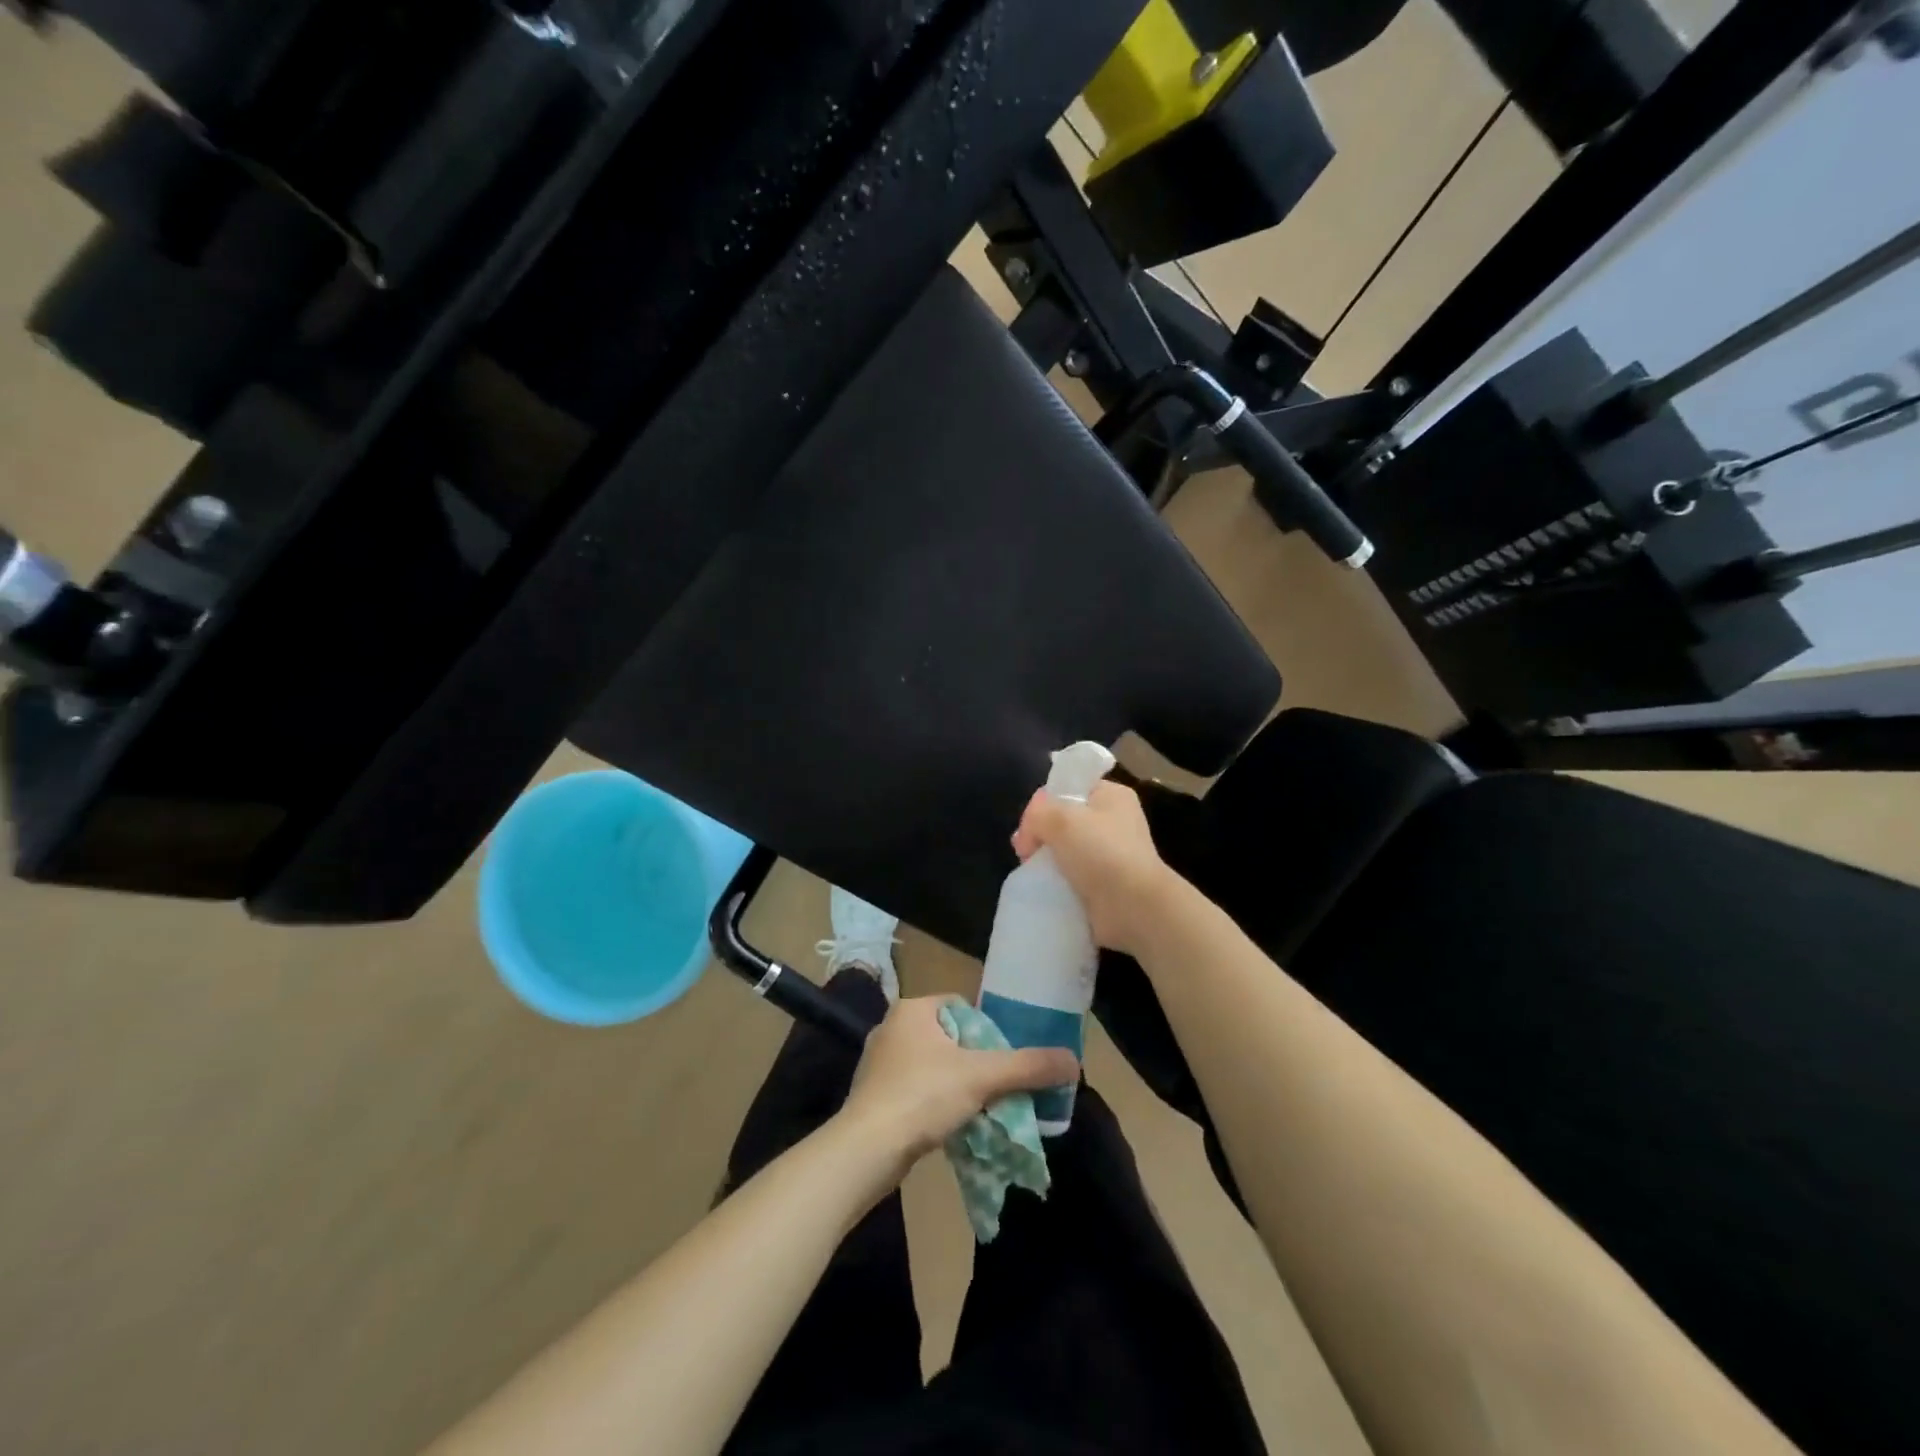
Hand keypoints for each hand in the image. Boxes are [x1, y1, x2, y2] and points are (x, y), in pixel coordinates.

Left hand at [840, 997, 1078, 1167]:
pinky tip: (948, 1125)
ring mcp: (878, 1062)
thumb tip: (1074, 1061)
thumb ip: (1028, 1067)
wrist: (866, 1150)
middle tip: (996, 1086)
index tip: (1004, 1058)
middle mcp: (892, 1027)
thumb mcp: (982, 1077)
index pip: (962, 1007)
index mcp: (913, 1009)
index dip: (988, 1031)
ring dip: (954, 1084)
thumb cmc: (922, 1096)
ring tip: (978, 1108)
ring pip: (932, 1066)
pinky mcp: (872, 1095)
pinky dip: (933, 1103)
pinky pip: (914, 1090)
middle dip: (974, 1061)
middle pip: (949, 1038)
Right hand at [1011, 781, 1180, 955]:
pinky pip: (1072, 875)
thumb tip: (1028, 833)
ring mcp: (1110, 854)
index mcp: (1111, 796)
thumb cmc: (1102, 852)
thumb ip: (1037, 814)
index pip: (1068, 788)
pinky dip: (1057, 881)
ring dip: (1046, 860)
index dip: (1043, 803)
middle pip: (1063, 820)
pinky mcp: (1105, 883)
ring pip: (1065, 849)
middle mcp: (1113, 821)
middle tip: (1025, 852)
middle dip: (1040, 834)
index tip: (1029, 826)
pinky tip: (1045, 887)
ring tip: (1031, 871)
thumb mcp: (1061, 819)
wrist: (1134, 906)